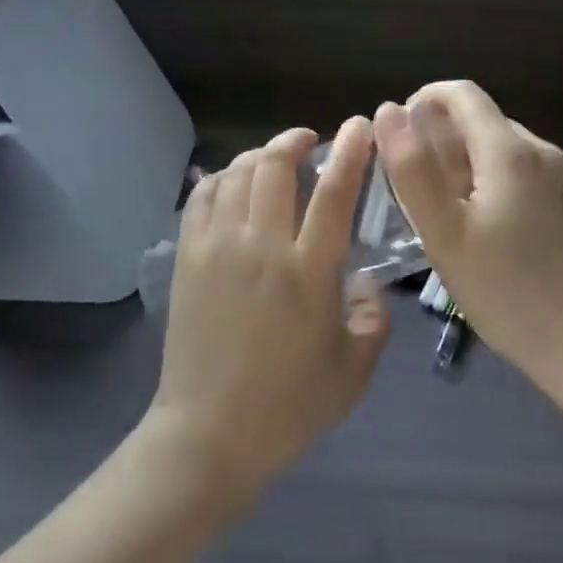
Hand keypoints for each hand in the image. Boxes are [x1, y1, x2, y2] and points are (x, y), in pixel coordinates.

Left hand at [150, 118, 390, 505]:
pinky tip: (235, 183)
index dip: (350, 152)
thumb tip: (364, 281)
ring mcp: (219, 247)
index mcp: (308, 272)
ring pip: (238, 173)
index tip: (360, 127)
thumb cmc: (288, 407)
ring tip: (275, 159)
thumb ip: (373, 319)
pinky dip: (223, 176)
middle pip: (276, 166)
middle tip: (310, 141)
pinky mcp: (189, 257)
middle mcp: (262, 246)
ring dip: (261, 155)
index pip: (333, 193)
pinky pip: (203, 195)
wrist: (209, 435)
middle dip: (295, 141)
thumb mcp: (354, 372)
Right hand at [375, 82, 562, 399]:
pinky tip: (500, 234)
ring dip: (475, 167)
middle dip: (446, 142)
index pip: (462, 94)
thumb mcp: (443, 233)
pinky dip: (506, 187)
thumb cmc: (506, 292)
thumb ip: (412, 167)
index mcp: (510, 150)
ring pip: (510, 153)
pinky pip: (534, 178)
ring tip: (456, 216)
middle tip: (421, 190)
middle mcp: (546, 152)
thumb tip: (390, 111)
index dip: (425, 100)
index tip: (401, 131)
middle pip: (485, 124)